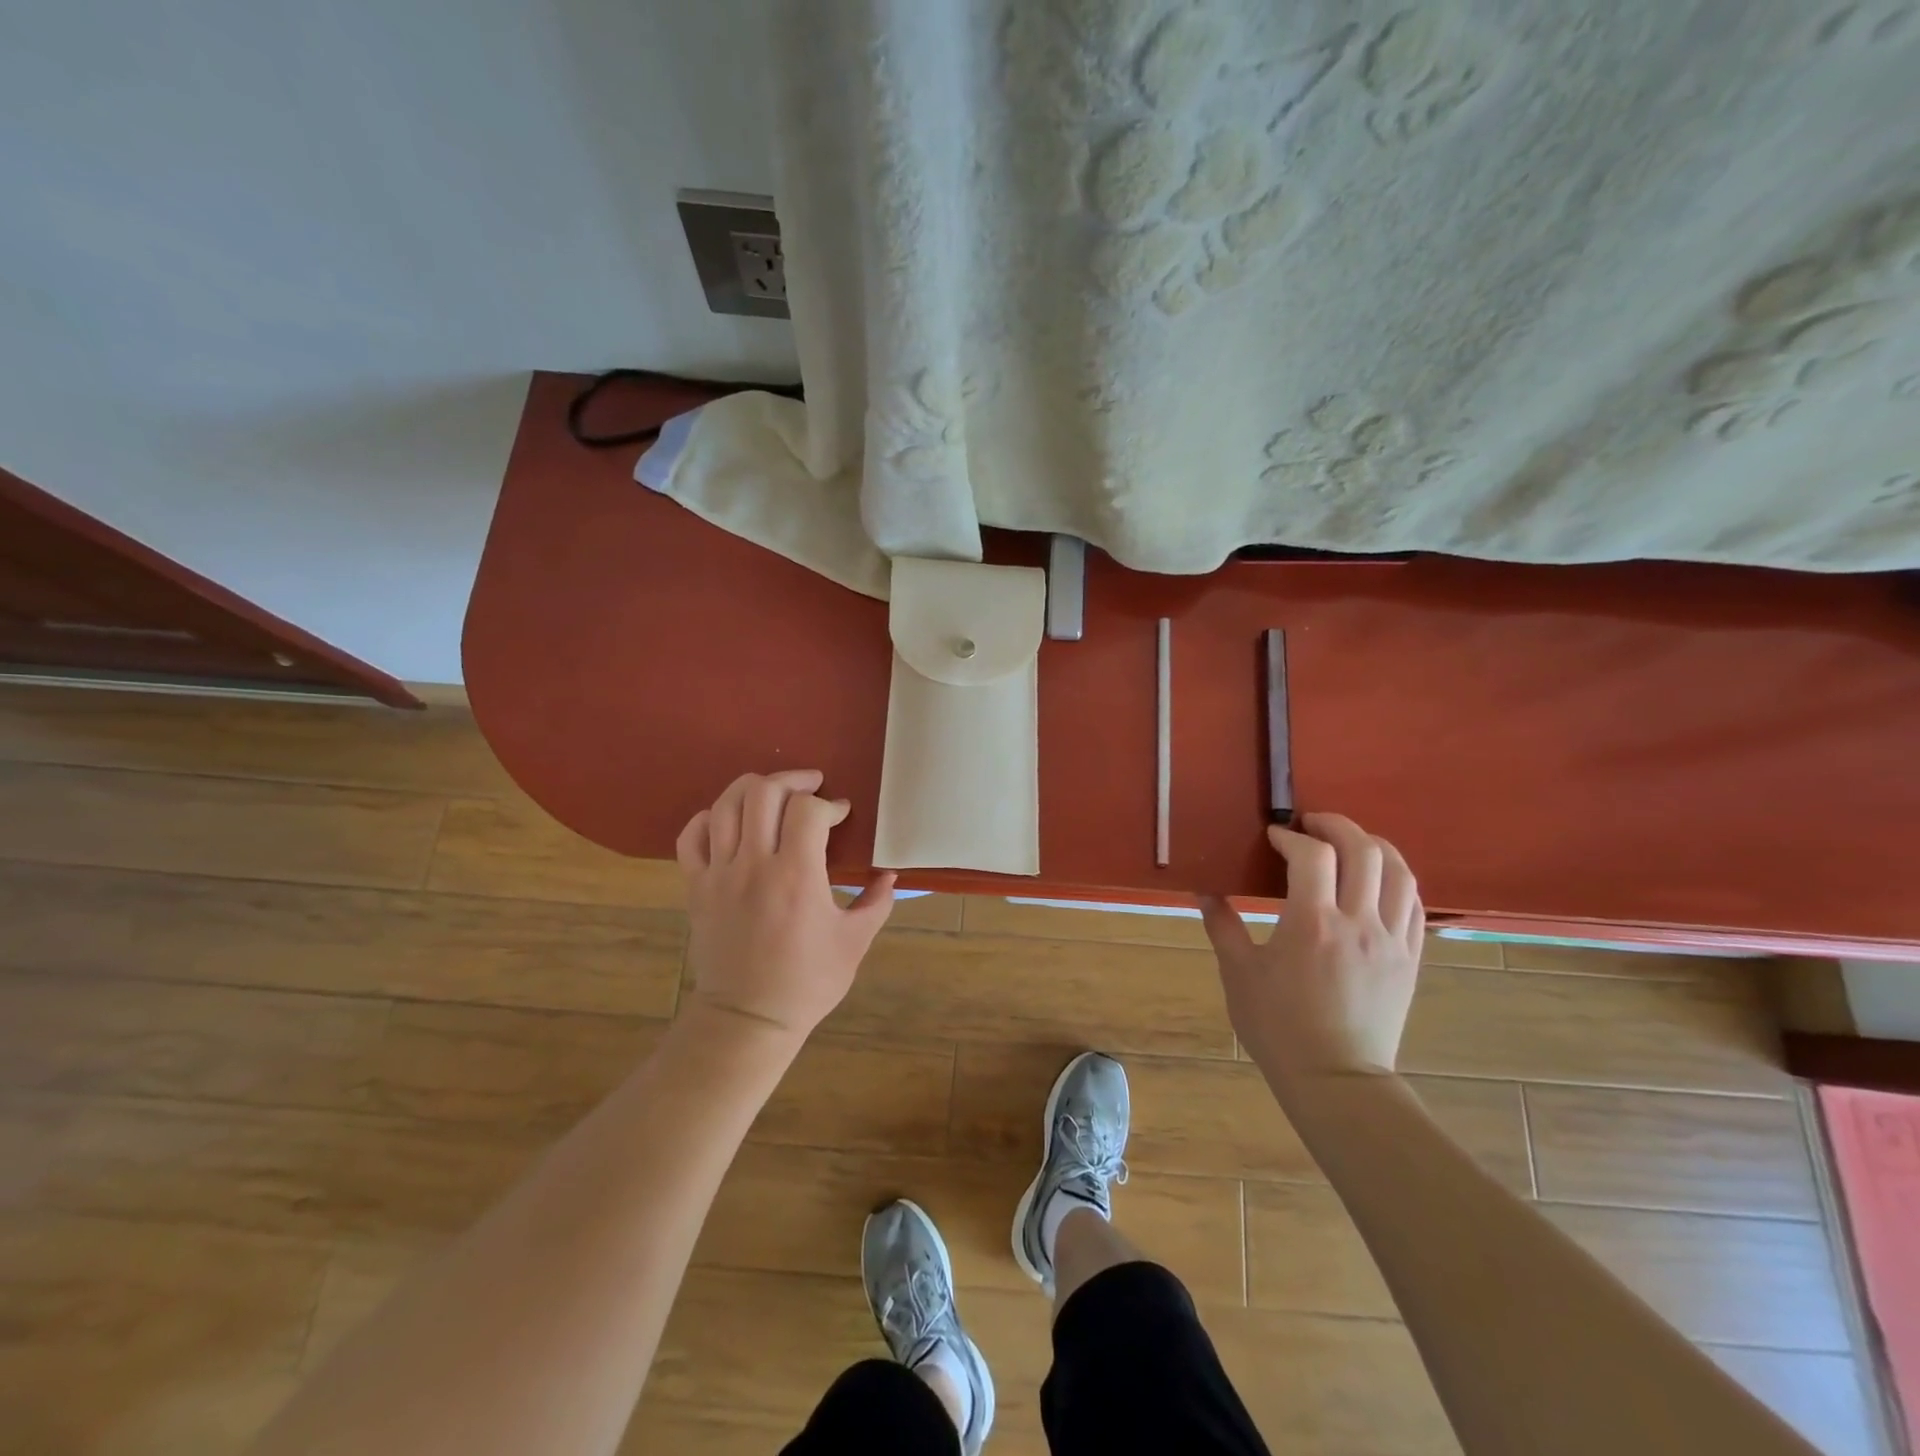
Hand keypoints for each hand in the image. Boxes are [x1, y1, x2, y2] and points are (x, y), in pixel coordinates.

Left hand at [675, 770, 895, 1043]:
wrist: (748, 1019)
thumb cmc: (807, 982)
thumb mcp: (854, 942)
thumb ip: (876, 902)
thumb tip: (890, 874)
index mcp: (797, 876)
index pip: (808, 810)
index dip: (829, 805)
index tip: (842, 815)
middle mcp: (754, 864)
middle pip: (763, 793)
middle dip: (792, 780)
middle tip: (812, 787)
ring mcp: (719, 874)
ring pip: (725, 806)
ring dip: (753, 788)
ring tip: (774, 793)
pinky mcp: (696, 888)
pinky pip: (691, 837)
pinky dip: (708, 818)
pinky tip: (728, 820)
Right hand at [1199, 812, 1423, 1086]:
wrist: (1335, 1079)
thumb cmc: (1278, 1027)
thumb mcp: (1239, 973)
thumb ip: (1222, 925)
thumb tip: (1202, 889)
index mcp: (1313, 923)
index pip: (1312, 855)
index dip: (1291, 835)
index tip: (1273, 836)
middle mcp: (1359, 923)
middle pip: (1363, 850)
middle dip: (1336, 826)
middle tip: (1311, 824)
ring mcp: (1392, 940)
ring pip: (1399, 871)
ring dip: (1374, 845)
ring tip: (1349, 843)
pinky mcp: (1410, 958)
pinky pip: (1415, 904)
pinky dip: (1397, 879)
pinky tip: (1377, 879)